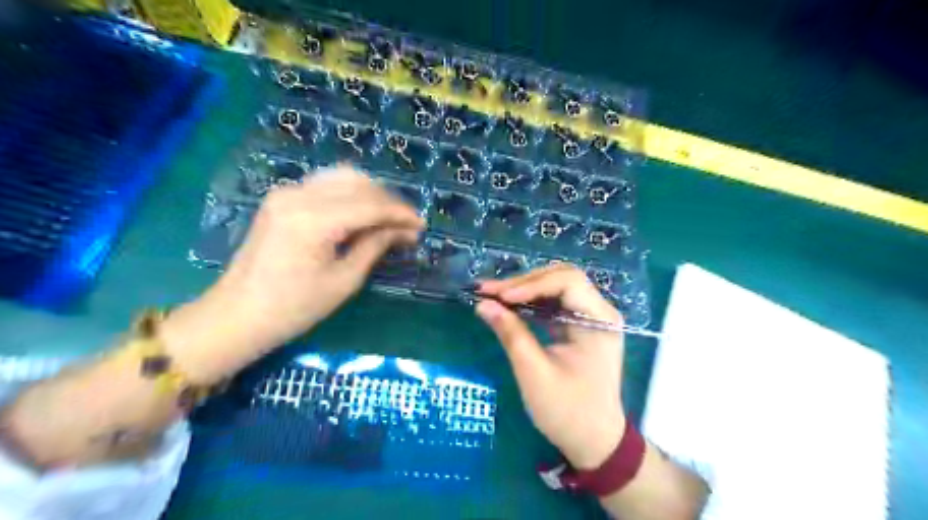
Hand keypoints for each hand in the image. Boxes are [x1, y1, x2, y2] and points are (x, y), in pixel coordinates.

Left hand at [161, 166, 422, 381]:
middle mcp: (298, 195)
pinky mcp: (282, 198)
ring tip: (389, 219)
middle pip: (358, 184)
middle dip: (389, 202)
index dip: (400, 213)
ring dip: (371, 195)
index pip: (369, 204)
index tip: (421, 225)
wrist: (238, 314)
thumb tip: (403, 231)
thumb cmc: (294, 308)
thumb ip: (374, 246)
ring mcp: (286, 193)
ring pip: (343, 178)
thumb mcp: (343, 281)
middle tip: (407, 225)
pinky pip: (326, 185)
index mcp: (313, 220)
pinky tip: (363, 212)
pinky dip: (351, 194)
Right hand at [474, 267, 626, 468]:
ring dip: (524, 289)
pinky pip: (554, 303)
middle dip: (524, 282)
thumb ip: (511, 334)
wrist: (594, 441)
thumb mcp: (534, 373)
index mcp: (600, 320)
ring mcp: (591, 317)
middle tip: (489, 292)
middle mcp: (600, 311)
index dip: (531, 285)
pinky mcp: (579, 325)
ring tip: (492, 295)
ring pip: (555, 287)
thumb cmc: (568, 411)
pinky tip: (508, 305)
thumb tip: (483, 304)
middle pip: (561, 278)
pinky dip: (530, 302)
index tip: (499, 297)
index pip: (567, 282)